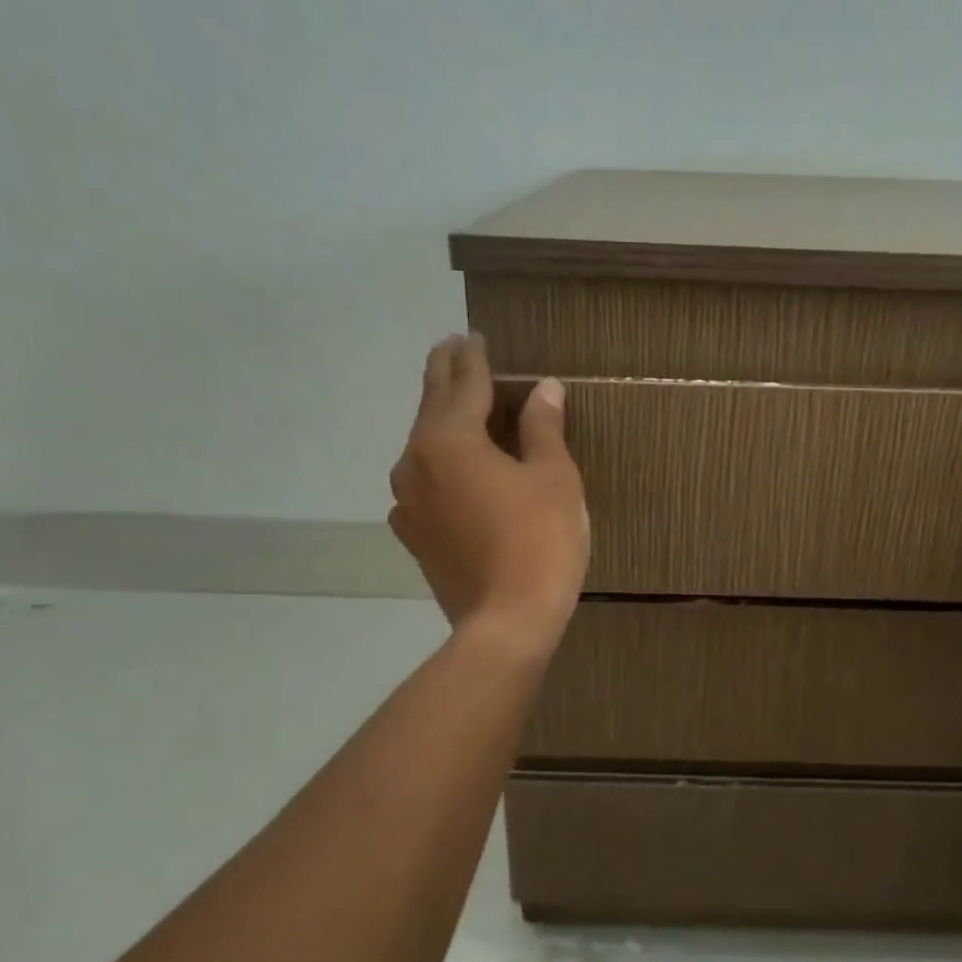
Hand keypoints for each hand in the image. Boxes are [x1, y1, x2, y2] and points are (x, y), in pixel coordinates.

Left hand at [388, 335, 587, 652]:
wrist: (505, 623)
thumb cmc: (540, 542)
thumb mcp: (554, 478)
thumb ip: (542, 427)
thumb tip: (543, 388)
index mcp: (451, 439)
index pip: (463, 384)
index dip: (473, 358)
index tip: (475, 337)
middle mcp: (416, 461)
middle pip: (431, 405)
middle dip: (445, 374)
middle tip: (454, 349)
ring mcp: (407, 500)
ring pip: (422, 443)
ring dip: (439, 418)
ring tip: (457, 404)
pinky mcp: (412, 533)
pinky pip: (421, 481)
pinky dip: (436, 462)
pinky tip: (449, 469)